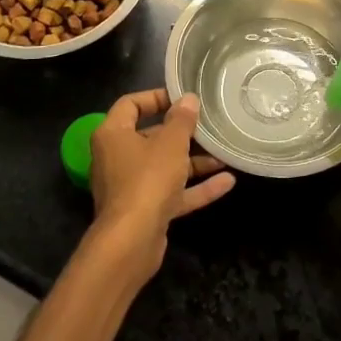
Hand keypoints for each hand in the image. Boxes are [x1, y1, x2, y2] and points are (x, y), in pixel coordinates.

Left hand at [86, 89, 234, 279]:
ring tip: (223, 154)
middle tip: (208, 125)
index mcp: (113, 135)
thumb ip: (181, 120)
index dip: (156, 97)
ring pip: (164, 166)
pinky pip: (172, 192)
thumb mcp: (171, 143)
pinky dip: (196, 188)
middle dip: (181, 133)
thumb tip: (188, 99)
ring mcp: (131, 186)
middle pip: (150, 136)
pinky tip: (227, 182)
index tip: (183, 98)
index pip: (131, 104)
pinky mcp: (144, 211)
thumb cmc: (147, 180)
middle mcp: (117, 158)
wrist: (130, 242)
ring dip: (194, 162)